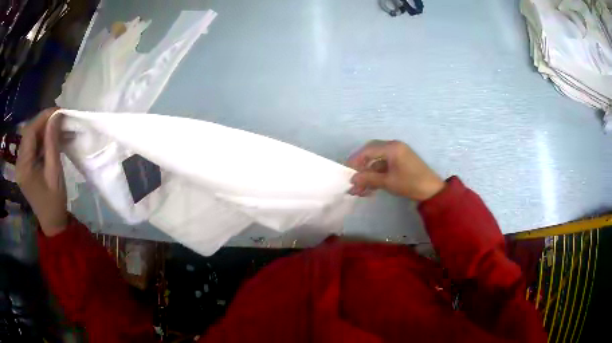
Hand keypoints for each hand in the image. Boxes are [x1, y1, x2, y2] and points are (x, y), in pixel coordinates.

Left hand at [16, 108, 67, 235]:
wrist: (52, 222)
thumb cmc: (54, 201)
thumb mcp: (54, 171)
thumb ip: (52, 143)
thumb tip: (55, 116)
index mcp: (24, 167)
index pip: (29, 132)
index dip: (43, 118)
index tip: (58, 111)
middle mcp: (19, 163)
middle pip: (28, 133)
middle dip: (43, 122)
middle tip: (59, 118)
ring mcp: (20, 165)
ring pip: (30, 138)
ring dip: (42, 130)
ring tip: (57, 128)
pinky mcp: (24, 167)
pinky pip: (31, 146)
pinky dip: (41, 139)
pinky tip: (50, 139)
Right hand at [347, 140, 444, 200]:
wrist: (432, 190)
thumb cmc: (410, 183)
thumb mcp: (388, 182)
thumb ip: (369, 179)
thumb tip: (352, 180)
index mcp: (392, 148)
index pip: (368, 150)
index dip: (355, 160)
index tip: (347, 172)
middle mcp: (394, 147)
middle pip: (371, 153)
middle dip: (361, 167)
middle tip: (353, 179)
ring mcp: (398, 154)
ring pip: (377, 161)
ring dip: (368, 174)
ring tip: (360, 190)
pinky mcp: (401, 162)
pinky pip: (385, 165)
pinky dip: (377, 175)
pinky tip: (370, 188)